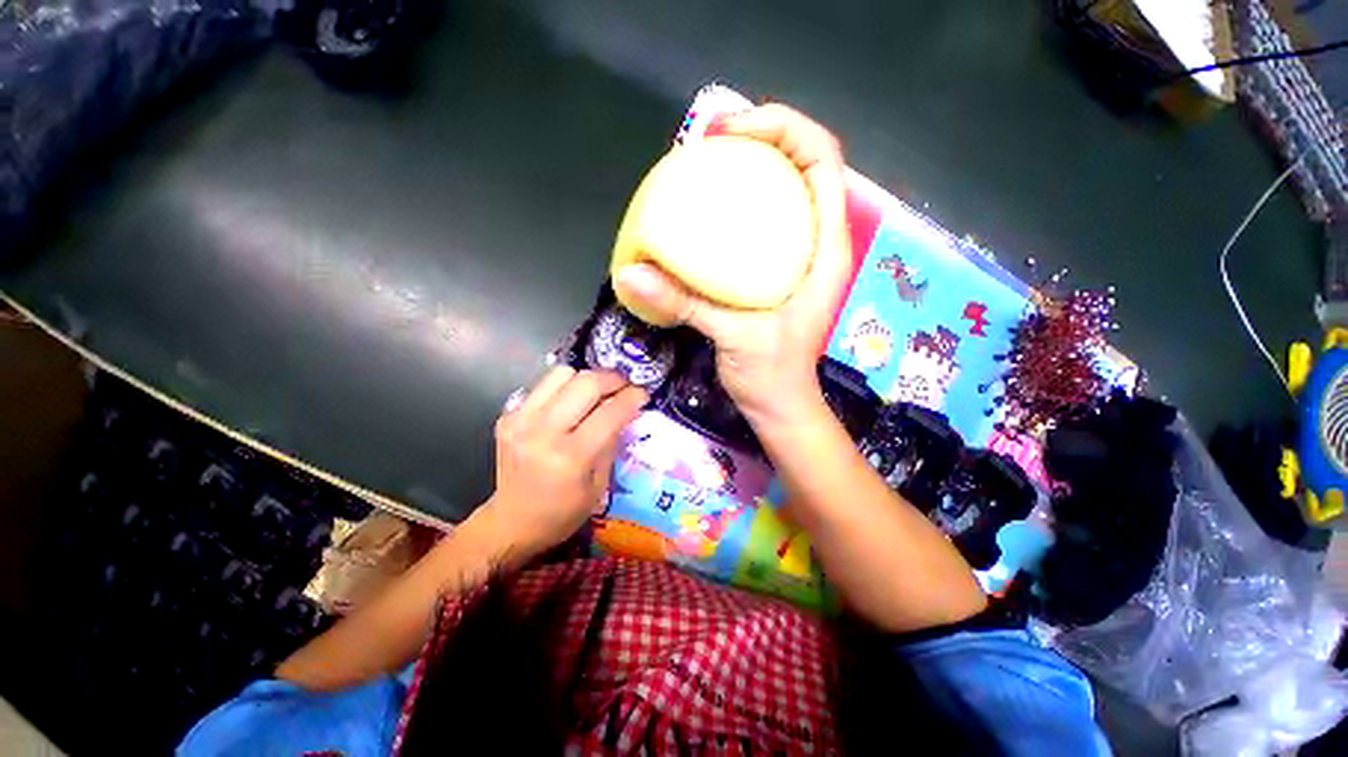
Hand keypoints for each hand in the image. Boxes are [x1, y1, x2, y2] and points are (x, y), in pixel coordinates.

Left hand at [481, 367, 646, 559]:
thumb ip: (611, 441)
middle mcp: (542, 432)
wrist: (511, 522)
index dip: (632, 397)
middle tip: (624, 385)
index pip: (609, 412)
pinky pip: (543, 386)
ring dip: (586, 379)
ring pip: (562, 373)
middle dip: (612, 379)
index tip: (642, 393)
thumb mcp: (599, 484)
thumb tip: (625, 409)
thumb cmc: (563, 512)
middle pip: (585, 383)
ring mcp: (520, 420)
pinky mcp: (507, 416)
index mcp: (570, 457)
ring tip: (597, 392)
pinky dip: (563, 389)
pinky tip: (570, 405)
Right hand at [614, 104, 851, 427]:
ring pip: (782, 193)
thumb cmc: (772, 375)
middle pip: (802, 166)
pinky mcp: (775, 273)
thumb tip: (631, 275)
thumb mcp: (733, 337)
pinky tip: (707, 215)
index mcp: (825, 250)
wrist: (779, 405)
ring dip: (750, 171)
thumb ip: (686, 303)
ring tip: (706, 168)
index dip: (785, 129)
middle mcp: (816, 244)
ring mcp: (796, 258)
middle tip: (711, 145)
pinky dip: (738, 207)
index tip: (732, 133)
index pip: (822, 161)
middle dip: (763, 140)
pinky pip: (762, 223)